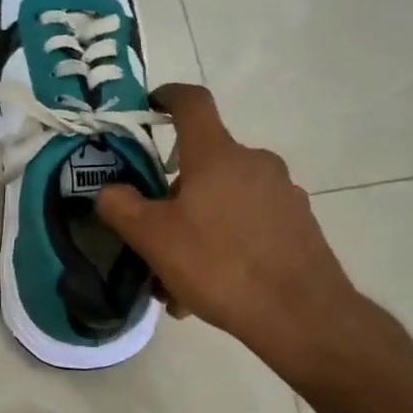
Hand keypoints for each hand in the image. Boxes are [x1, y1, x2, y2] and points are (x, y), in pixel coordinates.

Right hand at [95, 84, 363, 373]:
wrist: (302, 316)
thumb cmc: (219, 264)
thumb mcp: (152, 238)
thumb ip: (120, 206)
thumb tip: (110, 191)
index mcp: (217, 155)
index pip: (192, 103)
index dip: (167, 96)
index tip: (150, 105)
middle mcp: (254, 163)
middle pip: (202, 163)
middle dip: (172, 193)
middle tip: (151, 232)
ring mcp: (282, 193)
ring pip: (222, 199)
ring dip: (195, 226)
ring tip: (177, 277)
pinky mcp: (298, 224)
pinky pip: (246, 223)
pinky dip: (223, 243)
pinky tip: (209, 287)